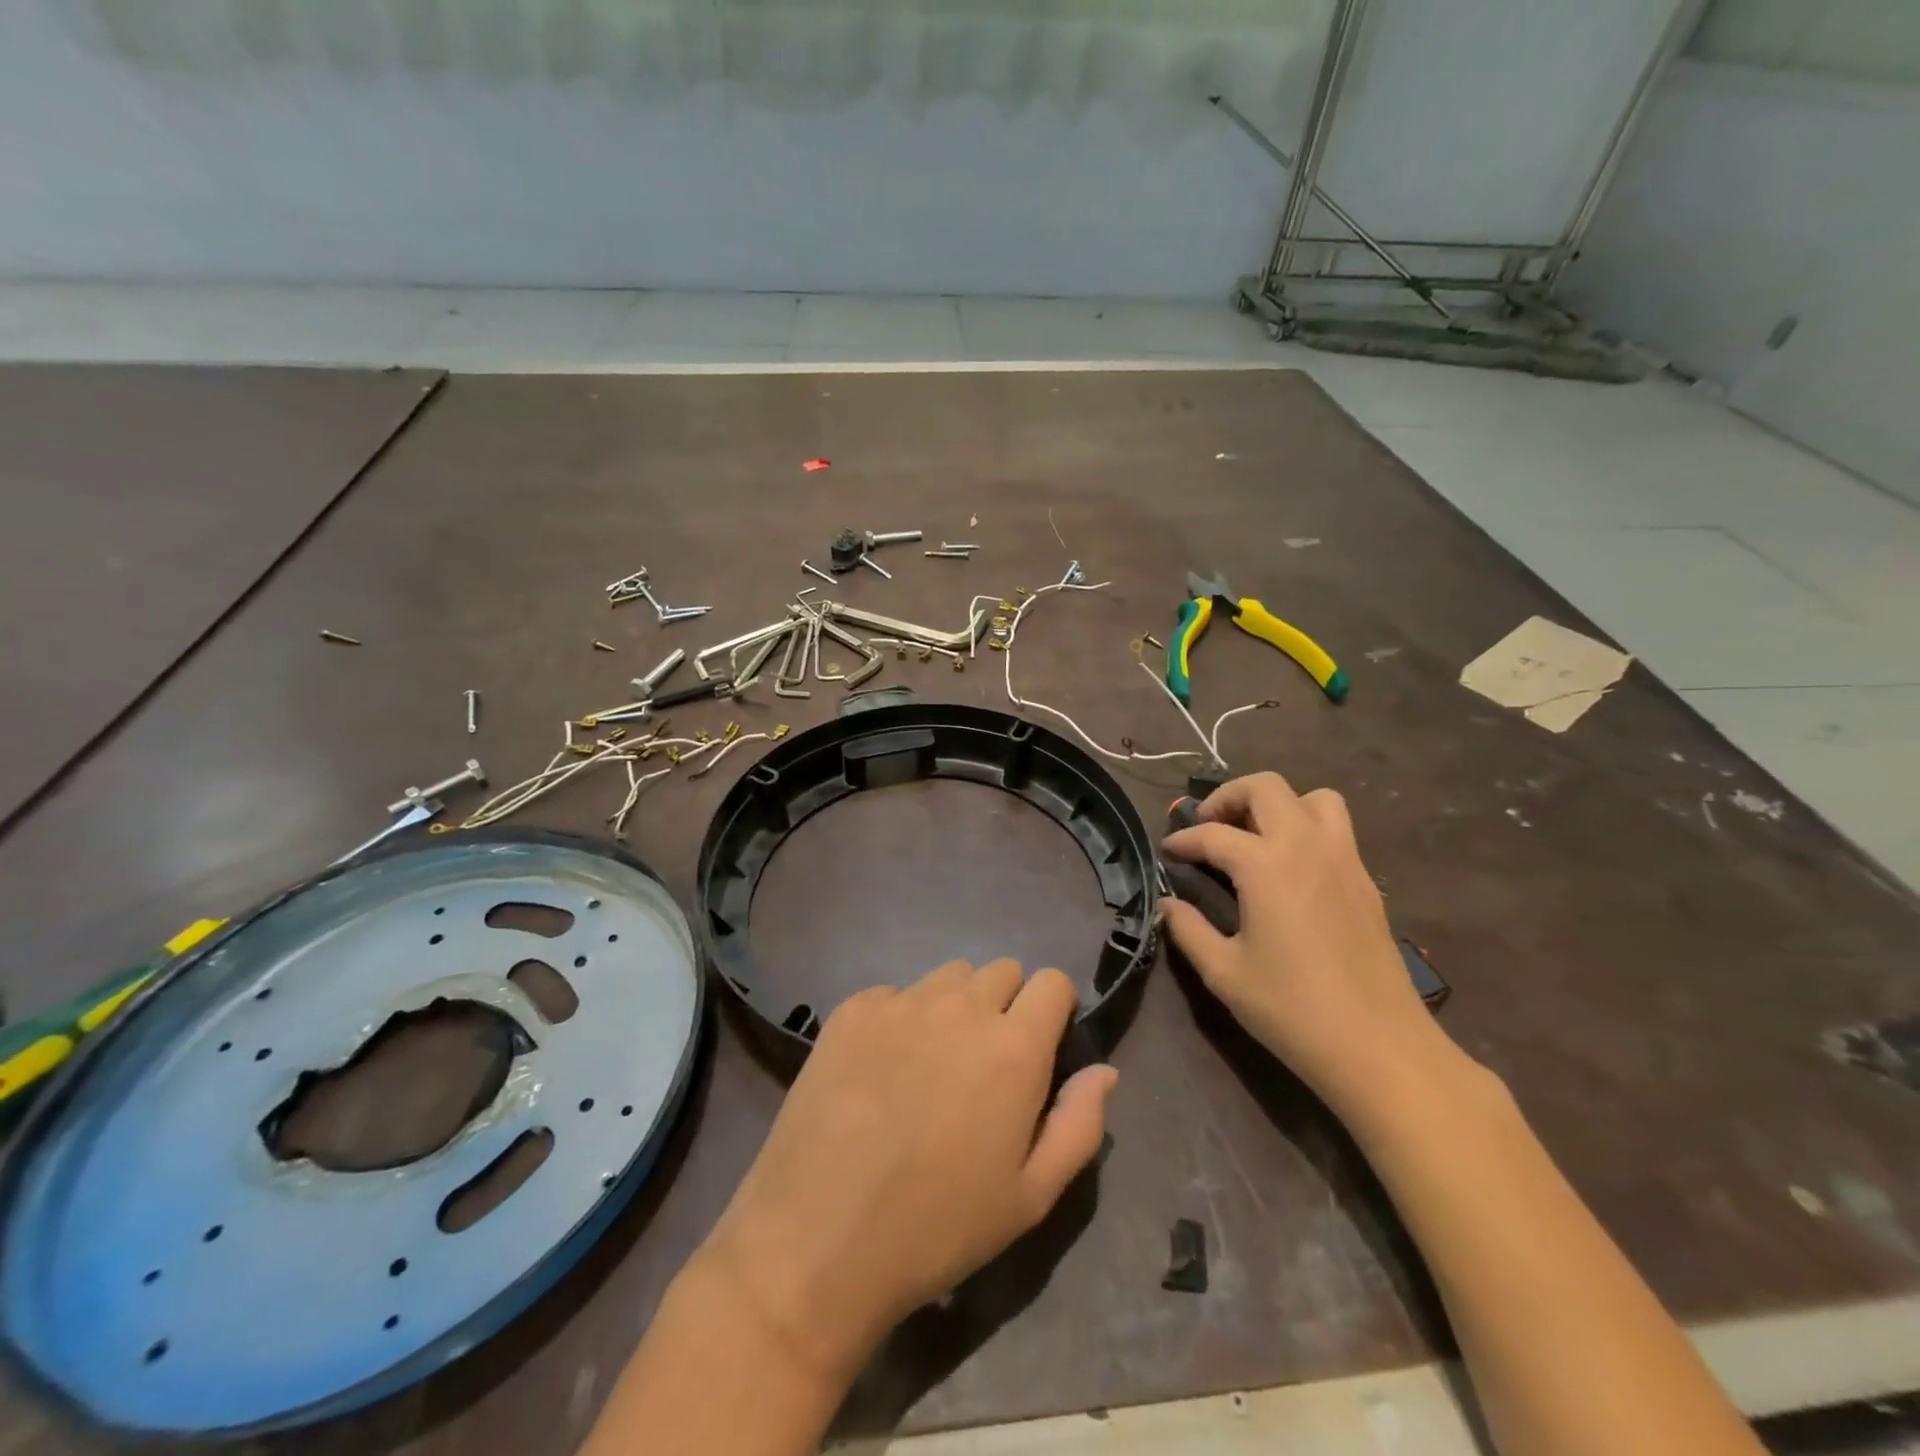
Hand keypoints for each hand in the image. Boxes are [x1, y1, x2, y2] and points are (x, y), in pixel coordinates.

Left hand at [693, 960, 1117, 1387]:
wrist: (819, 1238)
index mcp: (1014, 1047)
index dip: (1053, 1009)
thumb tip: (1104, 1070)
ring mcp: (901, 1002)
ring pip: (949, 977)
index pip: (1052, 982)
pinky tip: (879, 1071)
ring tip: (931, 1064)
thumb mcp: (1031, 1198)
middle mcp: (961, 1007)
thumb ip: (1078, 1124)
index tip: (1041, 1045)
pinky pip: (894, 994)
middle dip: (1005, 1006)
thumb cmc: (938, 1227)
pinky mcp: (853, 1009)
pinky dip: (899, 1019)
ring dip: (954, 1006)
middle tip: (983, 1065)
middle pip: (1002, 971)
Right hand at [1160, 772, 1441, 1116]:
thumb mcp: (1224, 973)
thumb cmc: (1292, 1010)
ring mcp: (1344, 860)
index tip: (1167, 853)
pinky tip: (1288, 869)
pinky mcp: (1365, 881)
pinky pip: (1336, 829)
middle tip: (1209, 828)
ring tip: (1254, 837)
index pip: (1213, 834)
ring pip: (1313, 798)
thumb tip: (1168, 904)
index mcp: (1267, 866)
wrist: (1379, 1048)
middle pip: (1266, 787)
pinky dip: (1306, 829)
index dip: (1183, 840)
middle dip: (1229, 797)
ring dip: (1278, 804)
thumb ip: (1188, 929)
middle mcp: (1307, 847)